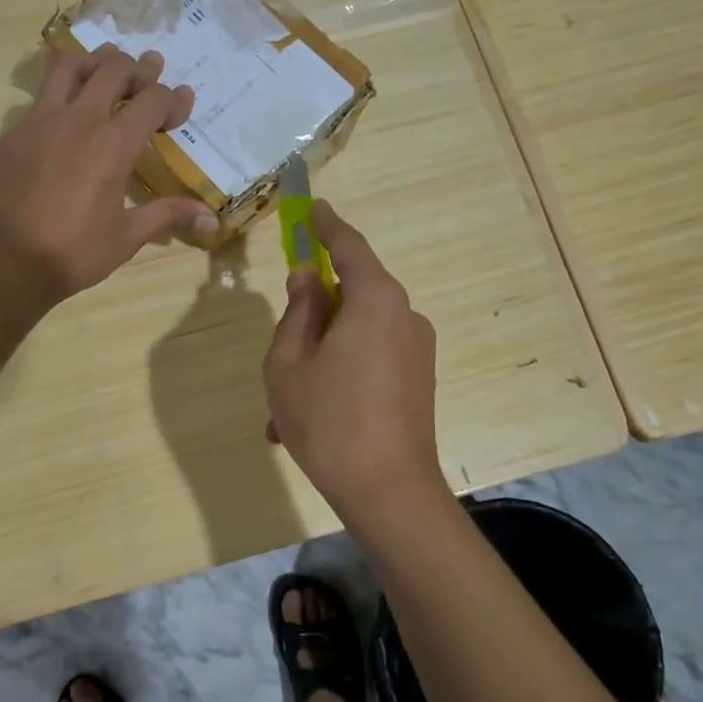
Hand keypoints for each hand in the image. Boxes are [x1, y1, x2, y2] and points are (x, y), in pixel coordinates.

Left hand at [0, 44, 218, 302]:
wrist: (5, 261)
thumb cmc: (74, 252)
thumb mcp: (127, 236)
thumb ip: (168, 215)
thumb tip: (211, 220)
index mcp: (114, 144)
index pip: (153, 99)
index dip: (174, 99)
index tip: (183, 105)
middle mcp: (80, 119)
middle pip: (114, 68)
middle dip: (138, 68)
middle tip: (149, 76)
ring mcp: (41, 120)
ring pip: (69, 65)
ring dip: (93, 62)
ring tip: (105, 72)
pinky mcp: (14, 132)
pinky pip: (40, 95)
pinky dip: (60, 92)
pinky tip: (66, 115)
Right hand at [263, 201, 444, 514]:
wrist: (390, 494)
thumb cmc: (328, 421)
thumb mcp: (289, 363)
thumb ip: (297, 312)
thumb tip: (308, 279)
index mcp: (375, 300)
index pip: (349, 245)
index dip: (327, 224)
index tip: (313, 207)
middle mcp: (404, 315)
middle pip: (354, 292)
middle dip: (314, 312)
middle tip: (282, 343)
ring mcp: (417, 350)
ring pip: (358, 333)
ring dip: (322, 354)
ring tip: (286, 405)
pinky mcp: (420, 380)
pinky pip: (372, 359)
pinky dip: (341, 373)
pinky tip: (313, 416)